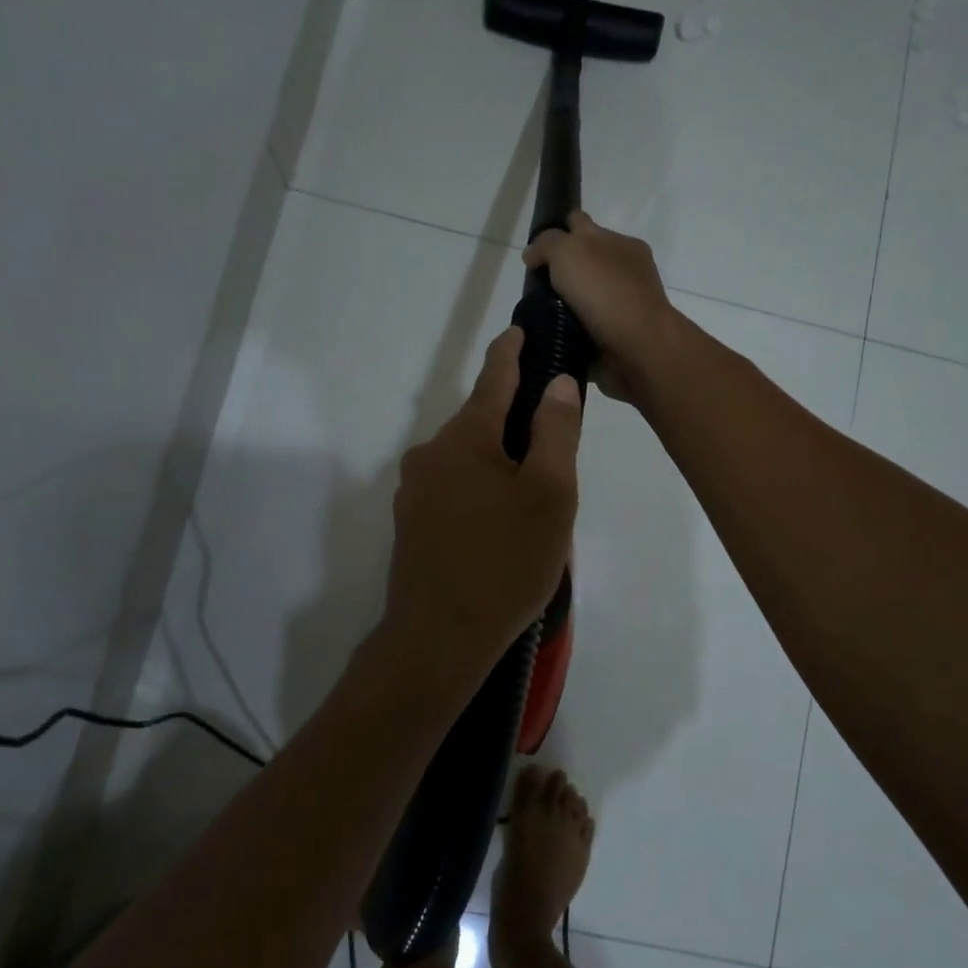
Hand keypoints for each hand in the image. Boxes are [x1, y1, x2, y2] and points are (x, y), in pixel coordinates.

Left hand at [382, 327, 582, 682]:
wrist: (440, 637)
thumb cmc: (506, 562)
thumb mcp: (549, 494)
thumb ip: (555, 432)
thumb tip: (556, 383)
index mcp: (465, 437)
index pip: (494, 378)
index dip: (511, 352)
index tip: (520, 330)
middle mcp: (430, 453)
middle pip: (480, 420)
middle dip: (514, 421)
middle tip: (553, 445)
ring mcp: (414, 489)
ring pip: (466, 457)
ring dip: (497, 460)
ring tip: (532, 496)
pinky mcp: (410, 521)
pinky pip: (453, 486)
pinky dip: (479, 487)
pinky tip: (500, 522)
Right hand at [523, 212, 682, 401]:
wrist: (637, 348)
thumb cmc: (605, 292)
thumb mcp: (569, 251)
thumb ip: (547, 244)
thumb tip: (532, 255)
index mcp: (620, 243)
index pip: (582, 225)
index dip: (558, 231)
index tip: (535, 251)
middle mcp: (624, 271)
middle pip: (583, 262)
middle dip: (560, 270)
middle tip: (535, 285)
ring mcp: (622, 306)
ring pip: (584, 297)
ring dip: (563, 303)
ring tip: (538, 314)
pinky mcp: (616, 337)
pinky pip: (586, 328)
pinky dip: (571, 330)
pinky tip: (552, 334)